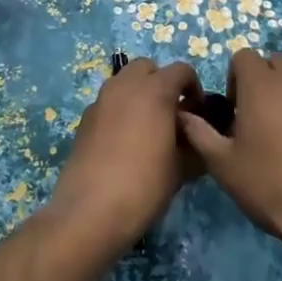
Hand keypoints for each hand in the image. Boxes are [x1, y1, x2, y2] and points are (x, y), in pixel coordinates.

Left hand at [47, 59, 202, 253]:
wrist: (89, 212)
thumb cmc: (144, 186)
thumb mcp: (180, 170)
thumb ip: (194, 146)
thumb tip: (197, 140)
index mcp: (154, 91)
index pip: (181, 70)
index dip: (193, 87)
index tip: (197, 112)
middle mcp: (125, 86)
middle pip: (147, 67)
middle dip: (161, 82)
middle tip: (170, 113)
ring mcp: (100, 100)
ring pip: (124, 81)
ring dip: (138, 93)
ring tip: (147, 127)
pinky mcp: (84, 119)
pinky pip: (108, 102)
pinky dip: (119, 110)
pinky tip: (123, 142)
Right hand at [178, 50, 281, 257]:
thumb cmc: (273, 187)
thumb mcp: (224, 166)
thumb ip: (199, 133)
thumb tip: (183, 115)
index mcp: (261, 84)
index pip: (243, 57)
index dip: (236, 79)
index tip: (238, 111)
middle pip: (276, 63)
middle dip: (266, 82)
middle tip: (264, 121)